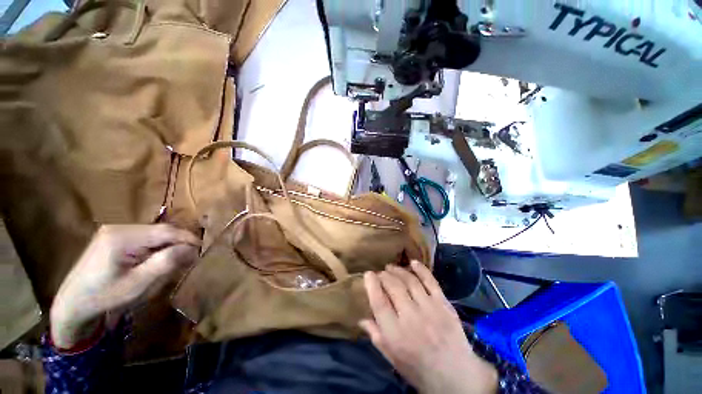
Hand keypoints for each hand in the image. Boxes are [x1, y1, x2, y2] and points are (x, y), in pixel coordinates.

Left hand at [50, 224, 199, 348]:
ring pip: (154, 233)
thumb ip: (165, 263)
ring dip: (169, 245)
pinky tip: (157, 259)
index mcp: (122, 237)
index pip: (166, 231)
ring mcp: (115, 230)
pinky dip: (157, 247)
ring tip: (177, 260)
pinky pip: (145, 237)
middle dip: (179, 243)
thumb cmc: (104, 297)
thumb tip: (191, 248)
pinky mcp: (114, 236)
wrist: (73, 303)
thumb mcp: (137, 284)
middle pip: (161, 231)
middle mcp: (119, 227)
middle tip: (191, 258)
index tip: (203, 250)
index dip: (188, 239)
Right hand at [360, 261, 496, 393]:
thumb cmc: (419, 369)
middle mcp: (411, 317)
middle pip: (393, 286)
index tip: (368, 274)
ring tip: (391, 267)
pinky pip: (430, 281)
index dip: (372, 284)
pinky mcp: (443, 304)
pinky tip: (413, 262)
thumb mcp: (393, 358)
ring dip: (398, 270)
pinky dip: (421, 269)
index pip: (379, 302)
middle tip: (380, 273)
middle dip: (384, 275)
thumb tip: (361, 319)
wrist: (456, 376)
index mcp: (395, 334)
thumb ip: (376, 336)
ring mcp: (429, 308)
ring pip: (410, 280)